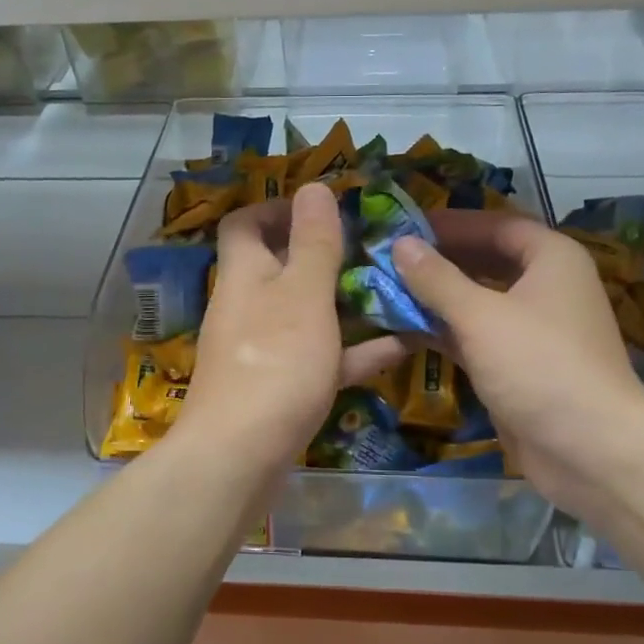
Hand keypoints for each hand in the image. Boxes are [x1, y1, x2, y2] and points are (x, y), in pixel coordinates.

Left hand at [175, 183, 403, 473]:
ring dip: (347, 302)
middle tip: (375, 250)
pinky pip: (320, 357)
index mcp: (245, 273)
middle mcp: (248, 305)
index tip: (325, 209)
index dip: (279, 208)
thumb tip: (314, 185)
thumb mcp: (303, 294)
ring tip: (396, 291)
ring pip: (307, 313)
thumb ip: (313, 242)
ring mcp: (263, 349)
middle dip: (327, 255)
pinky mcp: (280, 387)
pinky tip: (403, 346)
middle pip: (282, 266)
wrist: (240, 458)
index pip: (245, 222)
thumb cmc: (275, 363)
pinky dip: (354, 351)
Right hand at [391, 209, 643, 502]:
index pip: (496, 224)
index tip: (406, 225)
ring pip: (479, 301)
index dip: (452, 223)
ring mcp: (534, 329)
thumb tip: (400, 243)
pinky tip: (405, 330)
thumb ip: (436, 279)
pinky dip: (446, 331)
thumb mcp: (480, 316)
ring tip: (388, 290)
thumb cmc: (538, 365)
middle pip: (487, 261)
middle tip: (390, 258)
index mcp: (551, 259)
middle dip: (440, 260)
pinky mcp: (520, 366)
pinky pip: (477, 336)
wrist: (590, 449)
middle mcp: (546, 286)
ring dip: (438, 297)